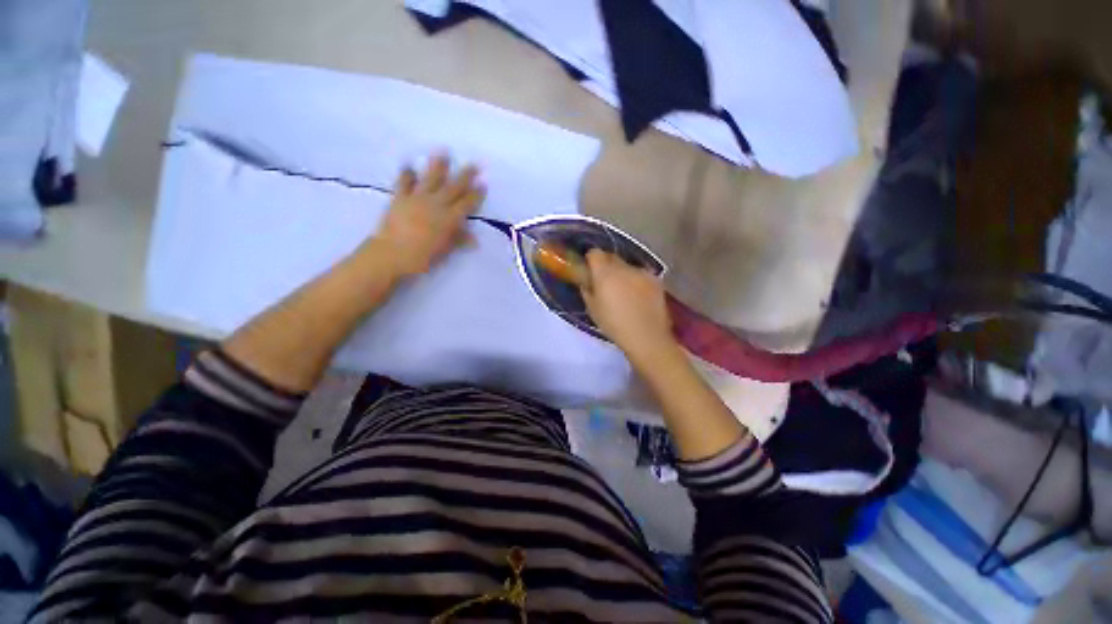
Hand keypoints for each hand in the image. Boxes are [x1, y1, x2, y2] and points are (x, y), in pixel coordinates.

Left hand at [370, 155, 484, 277]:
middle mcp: (436, 204)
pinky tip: (409, 166)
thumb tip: (474, 240)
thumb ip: (459, 240)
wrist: (392, 254)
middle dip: (465, 176)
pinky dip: (407, 174)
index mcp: (450, 218)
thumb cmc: (422, 257)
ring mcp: (417, 199)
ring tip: (444, 152)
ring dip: (438, 166)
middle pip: (453, 187)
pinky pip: (404, 183)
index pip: (467, 203)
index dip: (476, 194)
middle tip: (473, 164)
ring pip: (431, 179)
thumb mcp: (445, 251)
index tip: (483, 183)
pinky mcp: (400, 198)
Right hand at [580, 250, 677, 360]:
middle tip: (605, 282)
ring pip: (627, 266)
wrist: (647, 336)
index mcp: (605, 273)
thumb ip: (587, 290)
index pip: (595, 253)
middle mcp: (623, 267)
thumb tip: (586, 282)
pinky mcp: (655, 279)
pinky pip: (641, 274)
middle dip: (606, 265)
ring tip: (624, 292)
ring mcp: (641, 272)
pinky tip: (638, 297)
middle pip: (611, 257)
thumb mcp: (592, 310)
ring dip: (622, 274)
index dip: (591, 260)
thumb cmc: (614, 325)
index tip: (590, 271)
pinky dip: (637, 281)